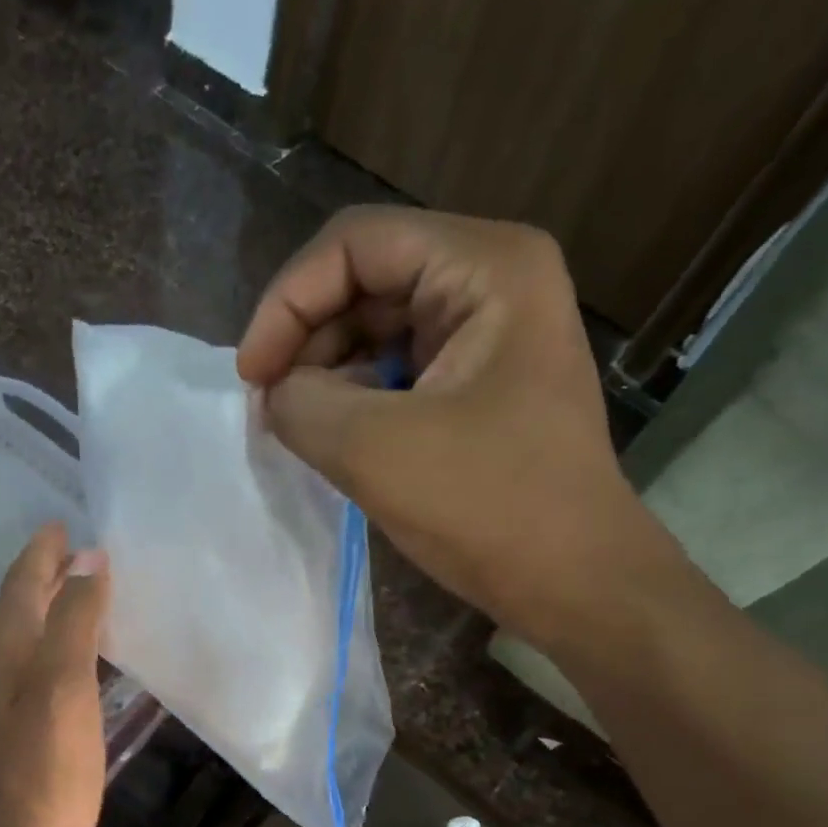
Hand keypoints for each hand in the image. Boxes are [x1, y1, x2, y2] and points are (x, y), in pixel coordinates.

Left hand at [0, 523, 111, 826]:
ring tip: (91, 583)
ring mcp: (20, 696)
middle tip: (83, 546)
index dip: (41, 552)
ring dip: (59, 602)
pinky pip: (53, 659)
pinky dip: (70, 637)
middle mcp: (8, 666)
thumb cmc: (51, 763)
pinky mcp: (39, 721)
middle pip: (25, 604)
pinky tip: (93, 646)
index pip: (22, 584)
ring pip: (37, 632)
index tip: (65, 522)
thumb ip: (74, 619)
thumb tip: (89, 560)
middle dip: (48, 571)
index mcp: (10, 650)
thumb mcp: (65, 682)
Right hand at [237, 206, 663, 638]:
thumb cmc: (489, 508)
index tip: (251, 376)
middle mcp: (494, 280)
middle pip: (366, 278)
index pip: (355, 244)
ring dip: (327, 369)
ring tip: (298, 424)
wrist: (576, 582)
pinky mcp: (482, 380)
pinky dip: (357, 394)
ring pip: (379, 325)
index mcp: (486, 267)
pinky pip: (400, 366)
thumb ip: (300, 404)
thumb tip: (274, 393)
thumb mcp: (374, 450)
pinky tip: (335, 435)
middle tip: (269, 403)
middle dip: (307, 337)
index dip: (287, 302)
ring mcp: (491, 331)